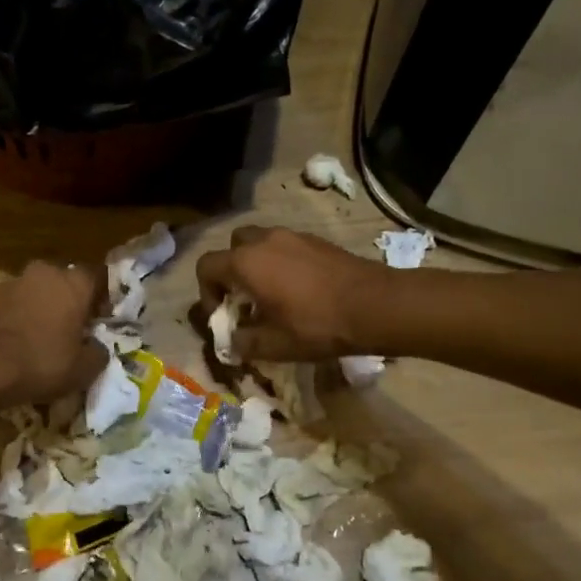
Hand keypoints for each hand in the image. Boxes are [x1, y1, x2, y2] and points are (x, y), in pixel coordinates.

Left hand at [0, 260, 105, 405]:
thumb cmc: (42, 362)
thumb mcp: (83, 369)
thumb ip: (99, 353)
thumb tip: (97, 347)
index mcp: (74, 283)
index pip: (98, 276)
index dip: (102, 297)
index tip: (100, 319)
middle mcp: (46, 273)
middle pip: (65, 281)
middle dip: (70, 300)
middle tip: (72, 328)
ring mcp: (15, 282)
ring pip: (38, 290)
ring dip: (43, 306)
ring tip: (42, 336)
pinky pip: (16, 302)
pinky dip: (21, 315)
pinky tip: (19, 340)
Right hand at [195, 226, 390, 361]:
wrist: (375, 305)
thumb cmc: (317, 325)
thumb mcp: (275, 345)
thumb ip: (244, 343)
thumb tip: (233, 342)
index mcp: (246, 262)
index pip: (206, 266)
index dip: (206, 292)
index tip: (223, 315)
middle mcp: (264, 240)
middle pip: (233, 247)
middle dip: (232, 271)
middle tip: (245, 299)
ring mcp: (292, 236)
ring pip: (260, 243)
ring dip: (257, 265)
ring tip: (273, 296)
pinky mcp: (316, 240)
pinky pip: (286, 246)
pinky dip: (281, 262)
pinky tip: (300, 290)